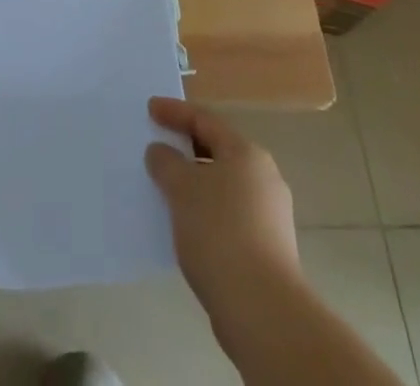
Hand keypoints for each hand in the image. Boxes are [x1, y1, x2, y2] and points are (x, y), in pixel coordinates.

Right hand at [145, 97, 299, 317]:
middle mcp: (263, 176)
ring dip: (195, 183)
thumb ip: (166, 162)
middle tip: (158, 148)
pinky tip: (187, 228)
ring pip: (223, 186)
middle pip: (217, 151)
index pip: (205, 120)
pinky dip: (205, 212)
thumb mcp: (182, 188)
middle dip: (186, 149)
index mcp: (246, 153)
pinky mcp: (268, 248)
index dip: (175, 112)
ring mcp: (269, 215)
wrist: (262, 309)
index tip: (150, 109)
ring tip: (166, 191)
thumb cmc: (219, 233)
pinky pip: (228, 215)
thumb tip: (161, 151)